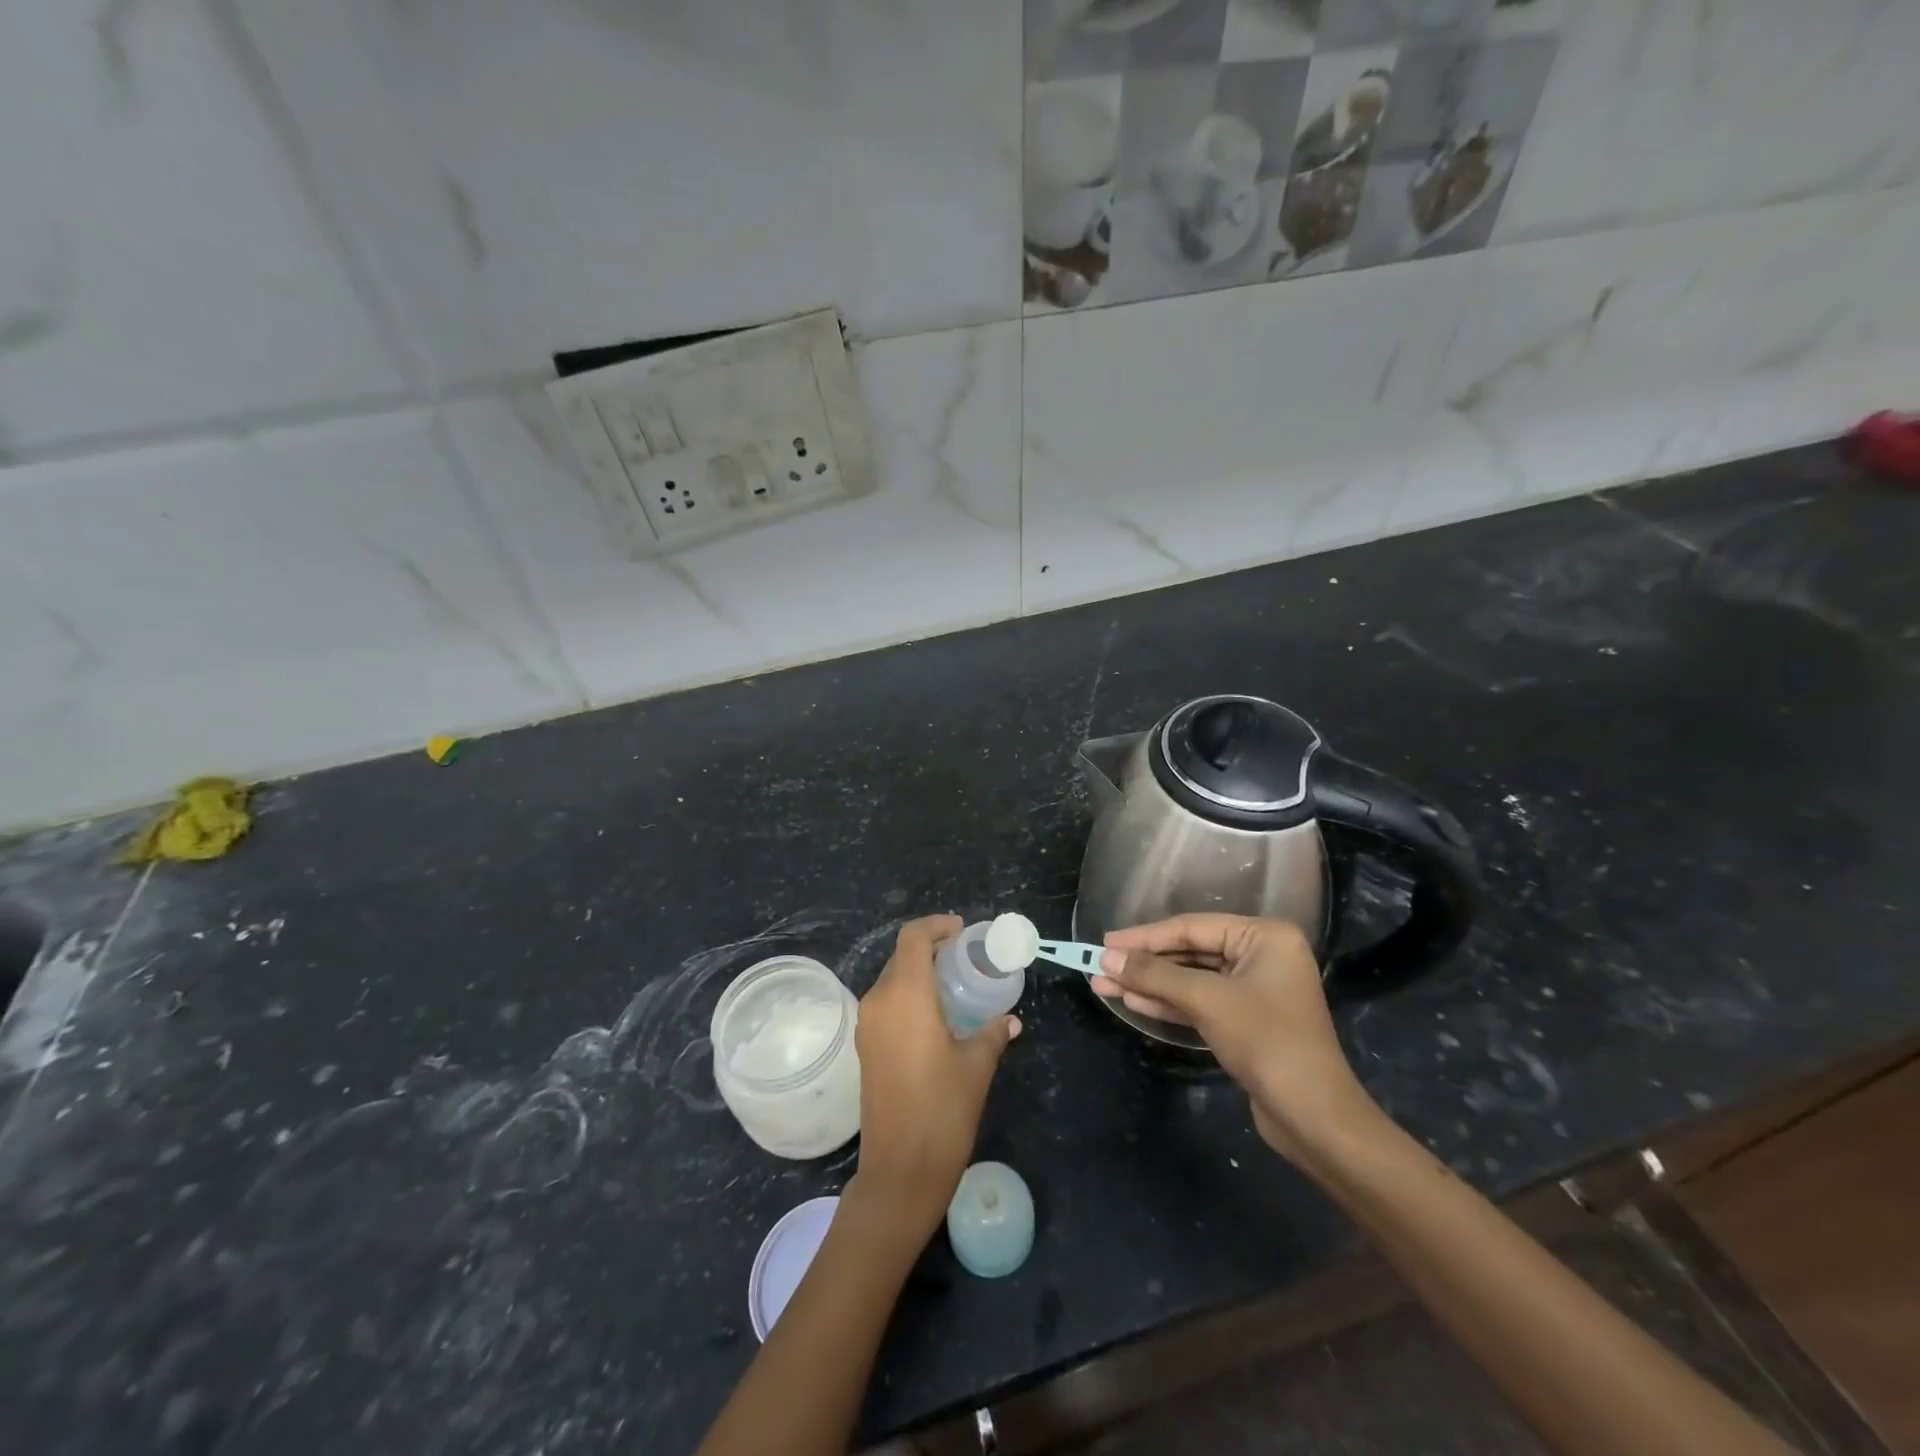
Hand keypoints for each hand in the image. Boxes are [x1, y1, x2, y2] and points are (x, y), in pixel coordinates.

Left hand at [850, 915, 1020, 1238]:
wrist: (900, 1171)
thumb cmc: (943, 1110)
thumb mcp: (976, 1066)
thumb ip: (993, 1033)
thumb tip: (1009, 1020)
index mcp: (905, 995)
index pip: (913, 938)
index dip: (936, 926)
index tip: (963, 932)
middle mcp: (879, 1001)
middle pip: (901, 956)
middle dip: (932, 949)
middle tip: (966, 958)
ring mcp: (868, 1025)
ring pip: (892, 980)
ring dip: (920, 974)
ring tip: (955, 986)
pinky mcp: (866, 1047)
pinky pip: (887, 1004)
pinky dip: (909, 997)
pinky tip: (937, 1016)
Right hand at [1090, 914, 1373, 1162]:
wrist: (1314, 1118)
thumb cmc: (1267, 1042)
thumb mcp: (1207, 1001)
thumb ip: (1156, 975)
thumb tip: (1107, 958)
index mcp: (1264, 936)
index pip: (1192, 928)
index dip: (1144, 936)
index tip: (1105, 942)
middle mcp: (1261, 955)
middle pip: (1189, 952)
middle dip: (1144, 963)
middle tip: (1099, 965)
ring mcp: (1253, 990)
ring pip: (1190, 979)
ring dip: (1149, 983)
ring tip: (1103, 984)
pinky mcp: (1245, 1021)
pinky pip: (1199, 1001)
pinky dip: (1167, 1002)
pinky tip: (1132, 1001)